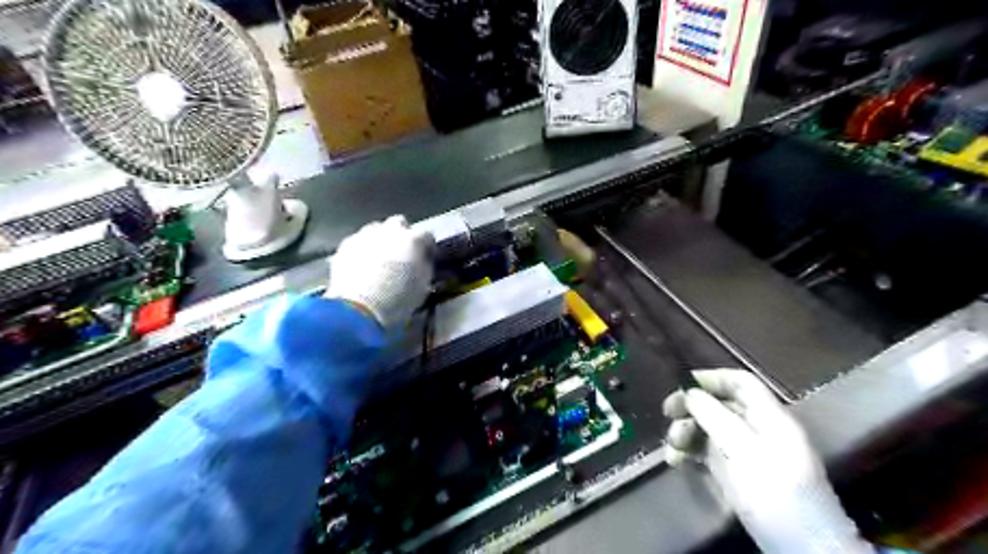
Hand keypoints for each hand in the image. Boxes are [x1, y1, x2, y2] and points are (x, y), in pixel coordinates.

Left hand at [328, 216, 432, 328]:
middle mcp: (390, 230)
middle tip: (402, 254)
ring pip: (376, 230)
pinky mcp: (346, 245)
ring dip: (381, 241)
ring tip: (380, 260)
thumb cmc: (398, 300)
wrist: (358, 309)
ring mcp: (365, 235)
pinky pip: (359, 242)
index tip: (426, 257)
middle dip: (402, 235)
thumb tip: (422, 261)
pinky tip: (362, 266)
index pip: (427, 235)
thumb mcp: (423, 285)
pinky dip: (363, 250)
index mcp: (413, 240)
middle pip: (399, 223)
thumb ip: (424, 266)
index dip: (427, 246)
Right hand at [663, 368, 870, 553]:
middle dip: (691, 408)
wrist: (799, 548)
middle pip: (720, 405)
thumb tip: (690, 393)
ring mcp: (745, 453)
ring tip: (672, 446)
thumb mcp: (744, 449)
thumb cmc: (774, 491)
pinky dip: (689, 454)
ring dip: (686, 432)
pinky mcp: (734, 475)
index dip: (711, 378)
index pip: (741, 383)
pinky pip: (706, 454)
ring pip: (709, 429)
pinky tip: (675, 461)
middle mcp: (756, 430)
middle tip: (667, 414)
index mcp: (769, 418)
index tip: (681, 385)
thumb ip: (716, 417)